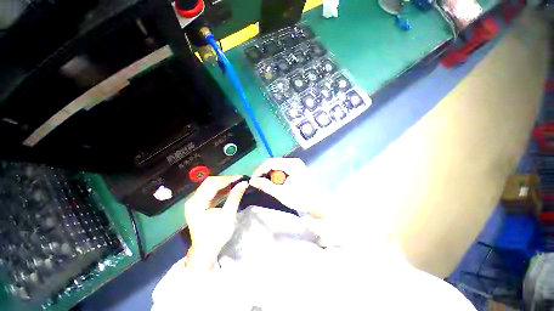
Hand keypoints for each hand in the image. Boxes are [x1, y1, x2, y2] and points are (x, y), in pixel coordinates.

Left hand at [184, 176, 248, 269]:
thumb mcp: (228, 216)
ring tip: (236, 183)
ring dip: (223, 183)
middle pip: (209, 182)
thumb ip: (235, 197)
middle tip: (239, 180)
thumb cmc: (216, 235)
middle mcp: (192, 200)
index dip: (227, 180)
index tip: (240, 177)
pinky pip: (209, 191)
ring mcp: (194, 202)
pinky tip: (229, 189)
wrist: (205, 251)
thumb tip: (243, 183)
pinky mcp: (198, 204)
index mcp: (197, 204)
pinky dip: (220, 189)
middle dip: (225, 180)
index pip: (212, 185)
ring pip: (209, 185)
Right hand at [249, 158, 319, 213]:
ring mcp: (296, 164)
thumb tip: (252, 181)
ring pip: (277, 166)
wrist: (318, 204)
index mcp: (291, 164)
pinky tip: (275, 183)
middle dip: (264, 172)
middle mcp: (294, 161)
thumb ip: (265, 186)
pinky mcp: (297, 169)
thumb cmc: (301, 199)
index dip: (259, 170)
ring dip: (270, 174)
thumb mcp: (281, 193)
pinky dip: (277, 175)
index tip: (253, 179)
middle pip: (274, 163)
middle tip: (258, 183)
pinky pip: (282, 169)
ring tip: (265, 184)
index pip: (270, 162)